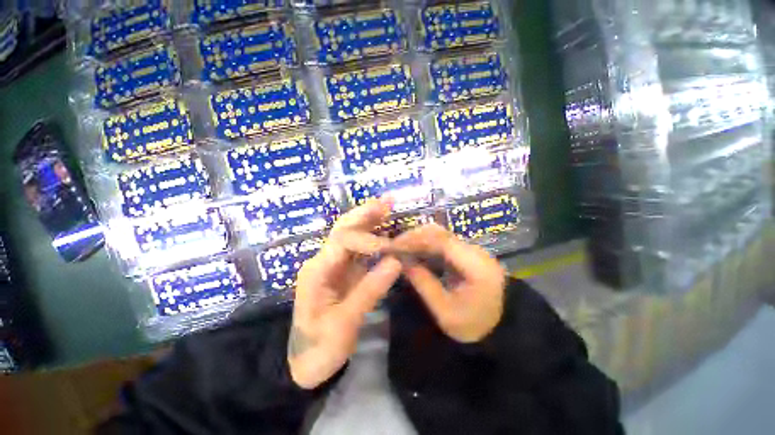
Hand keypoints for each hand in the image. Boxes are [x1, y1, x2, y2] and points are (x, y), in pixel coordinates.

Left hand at [288, 198, 401, 388]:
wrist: (306, 363)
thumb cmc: (320, 346)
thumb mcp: (345, 323)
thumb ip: (370, 290)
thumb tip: (396, 261)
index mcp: (317, 270)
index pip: (342, 241)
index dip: (367, 238)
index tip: (390, 247)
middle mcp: (323, 261)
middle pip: (343, 229)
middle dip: (364, 214)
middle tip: (388, 202)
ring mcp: (332, 265)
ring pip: (350, 234)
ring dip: (368, 220)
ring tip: (388, 207)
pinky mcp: (342, 271)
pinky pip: (357, 249)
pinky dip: (371, 237)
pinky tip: (383, 230)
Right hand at [392, 223, 505, 342]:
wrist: (501, 328)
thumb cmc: (473, 325)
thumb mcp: (444, 311)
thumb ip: (423, 283)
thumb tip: (401, 261)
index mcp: (476, 266)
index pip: (442, 241)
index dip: (415, 240)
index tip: (395, 246)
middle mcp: (476, 251)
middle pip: (441, 233)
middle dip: (415, 236)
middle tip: (394, 247)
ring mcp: (473, 250)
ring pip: (441, 234)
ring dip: (419, 238)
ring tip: (401, 249)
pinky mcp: (468, 253)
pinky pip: (444, 242)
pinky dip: (427, 244)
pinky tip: (415, 252)